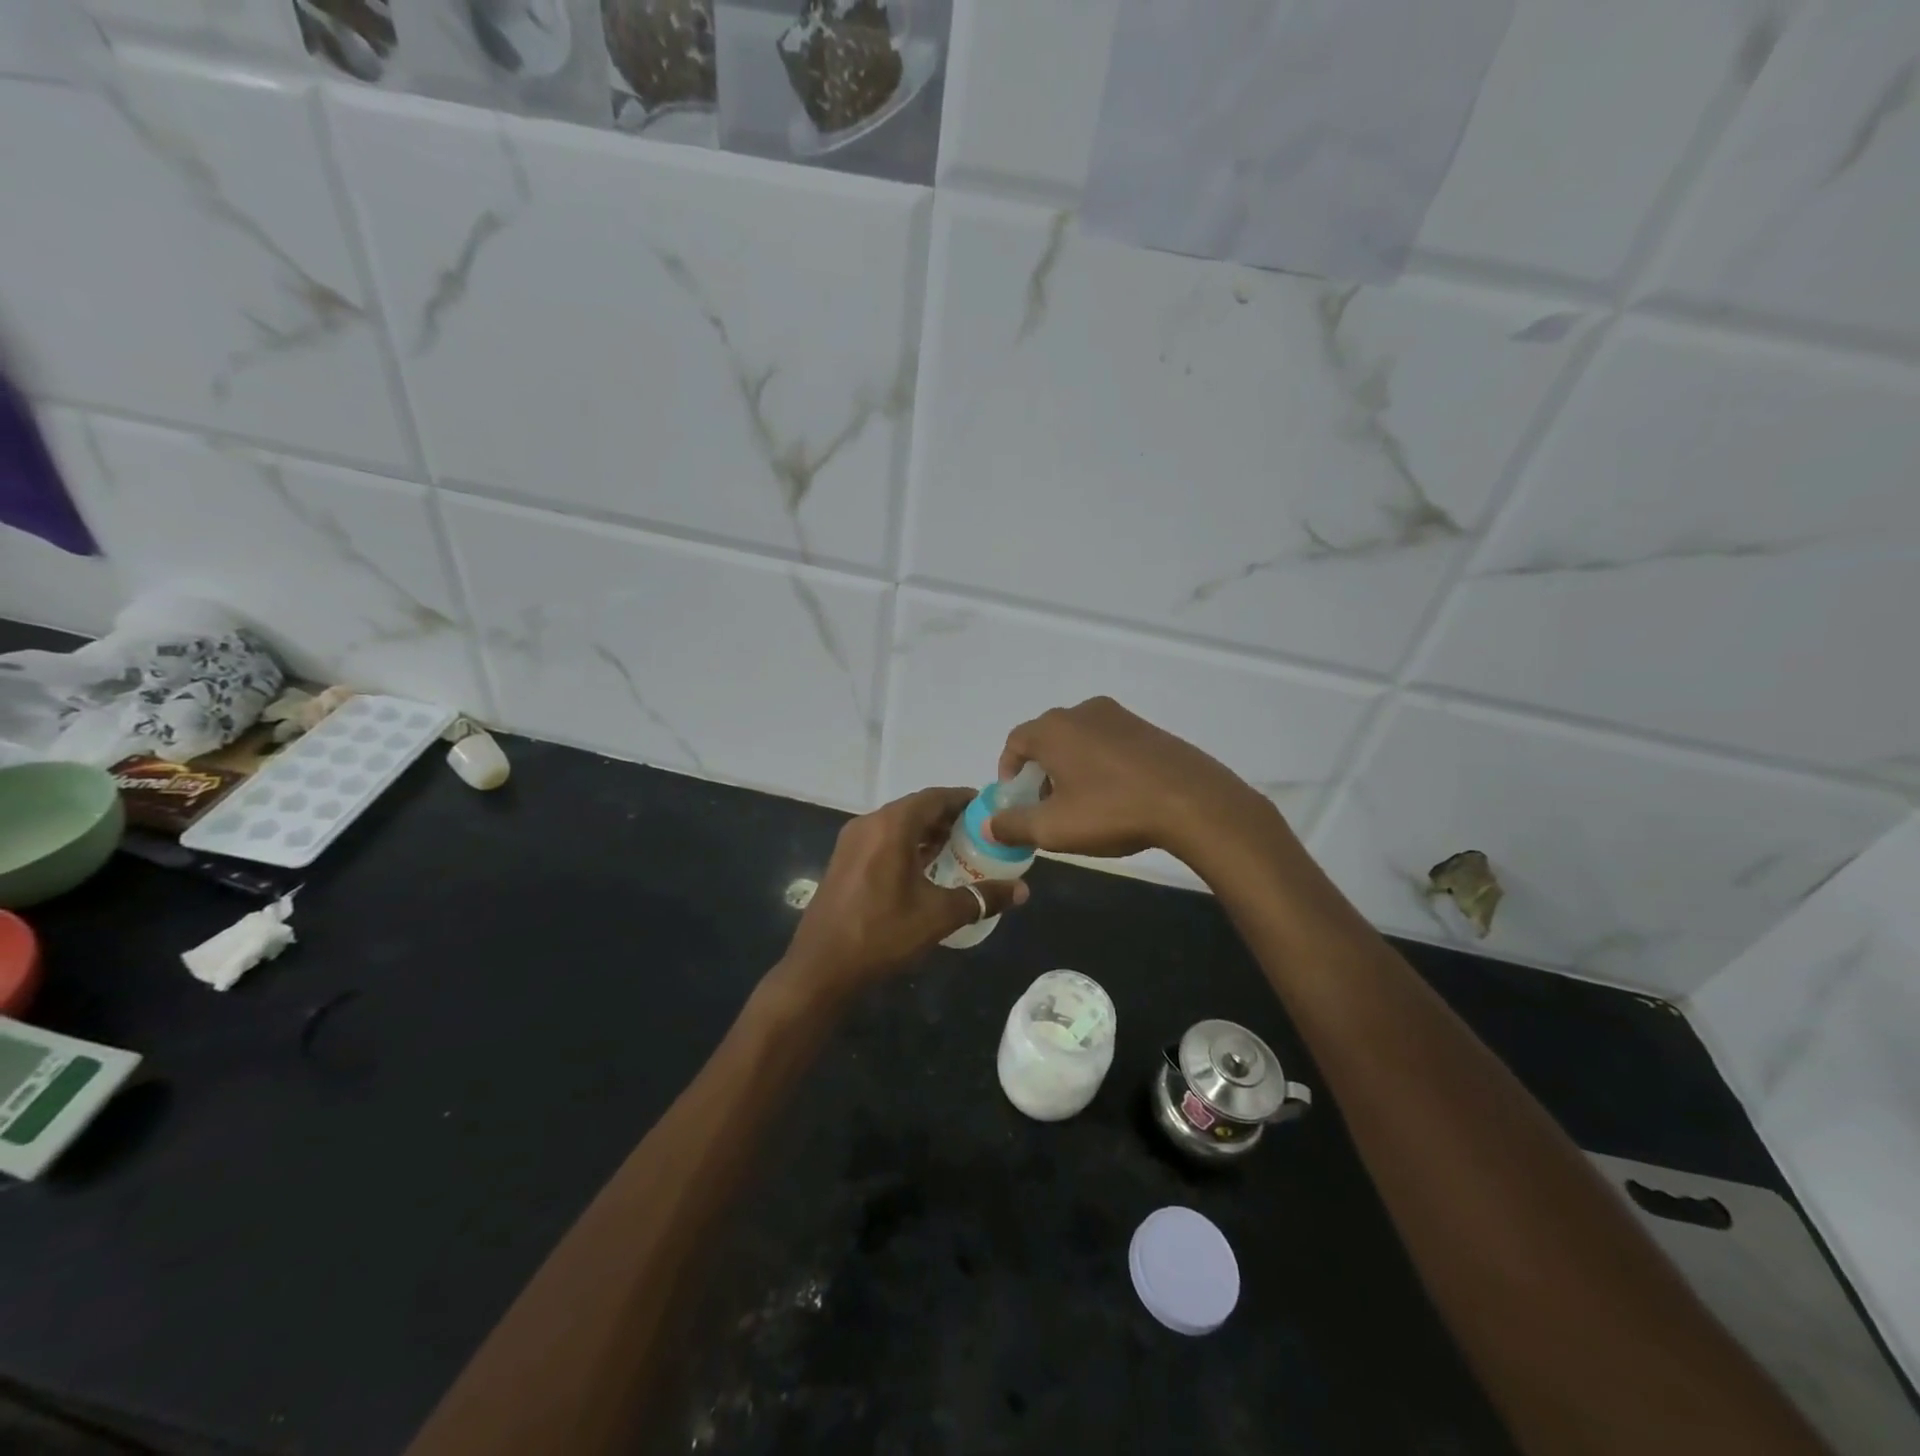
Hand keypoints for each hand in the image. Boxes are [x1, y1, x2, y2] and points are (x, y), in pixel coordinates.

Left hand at [777, 787, 1030, 999]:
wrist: (821, 968)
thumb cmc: (882, 934)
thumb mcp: (938, 916)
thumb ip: (982, 897)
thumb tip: (1022, 890)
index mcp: (892, 826)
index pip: (935, 797)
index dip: (964, 799)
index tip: (990, 809)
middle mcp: (869, 824)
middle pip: (916, 808)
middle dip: (948, 817)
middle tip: (980, 833)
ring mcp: (852, 842)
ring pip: (898, 825)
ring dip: (927, 832)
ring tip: (959, 850)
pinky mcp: (843, 861)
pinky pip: (882, 840)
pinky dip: (907, 845)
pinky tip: (926, 868)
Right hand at [989, 697, 1268, 859]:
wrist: (1191, 801)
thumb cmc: (1112, 810)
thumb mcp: (1054, 828)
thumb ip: (1014, 825)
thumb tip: (989, 825)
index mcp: (1053, 729)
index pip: (1015, 742)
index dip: (1009, 771)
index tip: (1016, 800)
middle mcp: (1082, 712)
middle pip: (1047, 739)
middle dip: (1040, 771)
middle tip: (1047, 805)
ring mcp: (1119, 716)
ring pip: (1079, 740)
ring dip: (1070, 767)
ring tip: (1082, 803)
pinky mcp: (1147, 728)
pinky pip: (1108, 743)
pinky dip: (1100, 764)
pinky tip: (1115, 795)